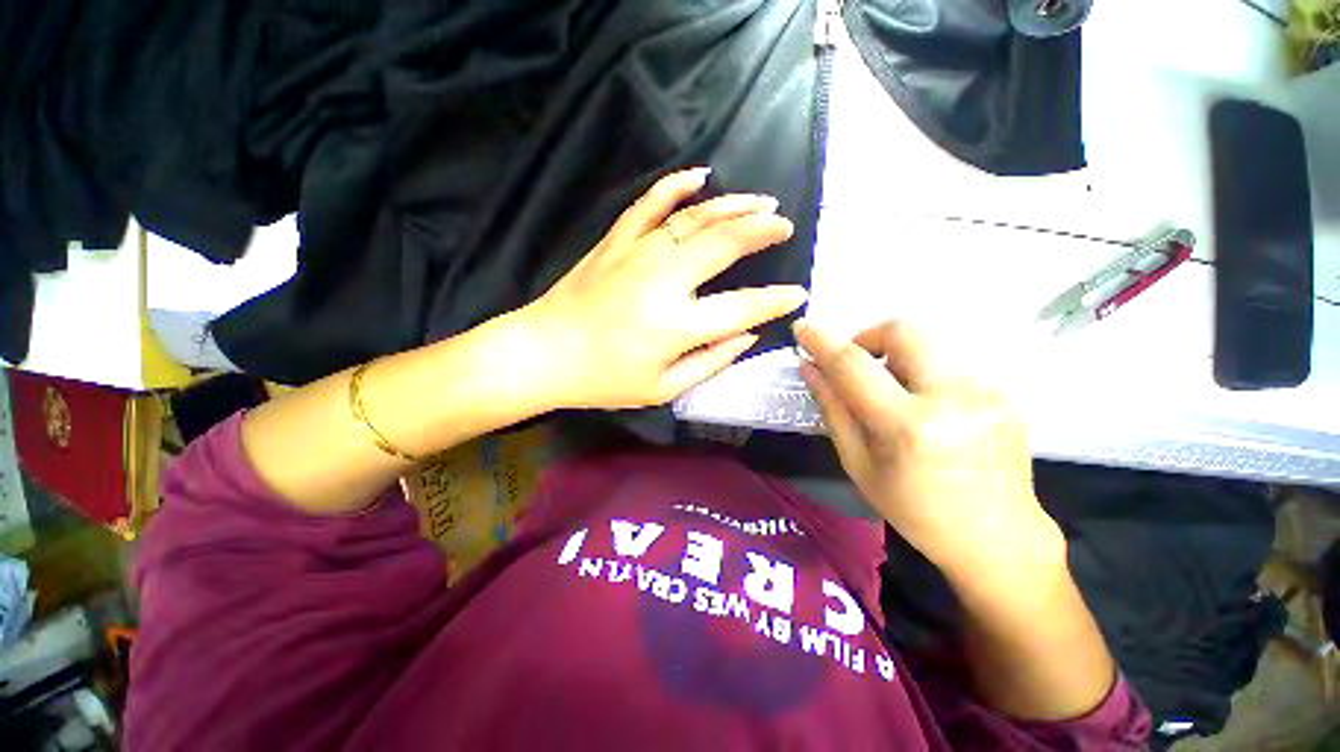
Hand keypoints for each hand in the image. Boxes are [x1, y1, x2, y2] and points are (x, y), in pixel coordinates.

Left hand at [520, 168, 806, 409]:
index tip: (796, 294)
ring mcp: (637, 254)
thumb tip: (748, 334)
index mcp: (676, 325)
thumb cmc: (604, 381)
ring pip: (695, 217)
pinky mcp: (615, 242)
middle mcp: (663, 280)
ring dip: (734, 205)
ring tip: (762, 200)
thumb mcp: (663, 388)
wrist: (542, 355)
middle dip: (763, 231)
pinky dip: (675, 185)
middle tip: (785, 225)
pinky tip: (699, 175)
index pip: (743, 307)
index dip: (775, 301)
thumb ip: (711, 361)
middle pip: (725, 244)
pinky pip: (649, 204)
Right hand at [793, 319, 1063, 580]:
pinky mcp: (1006, 392)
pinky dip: (922, 370)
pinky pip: (950, 361)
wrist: (998, 538)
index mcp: (909, 426)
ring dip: (896, 354)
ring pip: (929, 341)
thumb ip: (832, 409)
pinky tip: (924, 405)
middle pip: (903, 330)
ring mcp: (988, 391)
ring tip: (891, 390)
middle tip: (857, 365)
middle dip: (868, 337)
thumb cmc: (915, 510)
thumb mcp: (859, 465)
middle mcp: (954, 398)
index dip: (822, 342)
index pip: (854, 366)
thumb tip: (809, 368)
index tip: (802, 328)